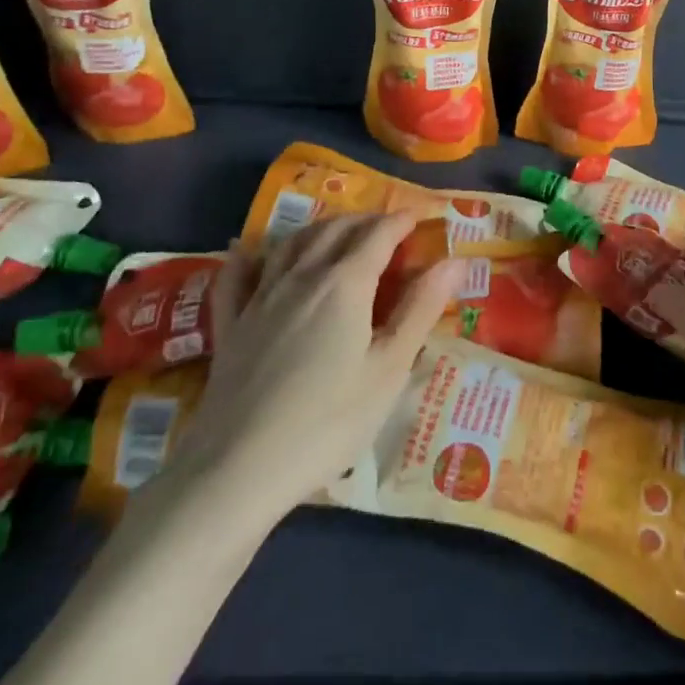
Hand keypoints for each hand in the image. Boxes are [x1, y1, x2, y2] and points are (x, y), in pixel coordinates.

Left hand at [168, 213, 462, 516]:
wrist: (238, 468)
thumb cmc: (328, 421)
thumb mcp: (389, 369)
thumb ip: (421, 309)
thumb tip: (455, 261)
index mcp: (345, 284)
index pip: (379, 235)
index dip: (402, 221)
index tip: (420, 217)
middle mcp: (302, 277)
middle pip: (335, 230)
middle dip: (365, 221)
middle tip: (386, 227)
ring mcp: (260, 298)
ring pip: (291, 244)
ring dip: (320, 229)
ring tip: (337, 233)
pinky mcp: (229, 325)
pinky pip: (237, 276)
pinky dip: (250, 256)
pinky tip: (249, 252)